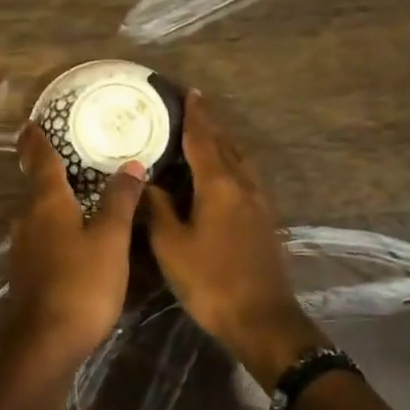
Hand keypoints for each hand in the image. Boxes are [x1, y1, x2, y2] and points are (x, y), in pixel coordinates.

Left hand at [3, 122, 146, 366]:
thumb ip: (120, 200)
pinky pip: (41, 234)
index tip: (31, 122)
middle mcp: (27, 219)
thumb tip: (130, 164)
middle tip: (67, 151)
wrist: (46, 343)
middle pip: (36, 185)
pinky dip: (54, 223)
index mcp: (46, 203)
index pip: (40, 160)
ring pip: (37, 212)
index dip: (36, 140)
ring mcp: (23, 247)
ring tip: (75, 189)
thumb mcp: (110, 240)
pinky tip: (71, 232)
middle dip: (46, 167)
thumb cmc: (82, 284)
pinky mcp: (26, 271)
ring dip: (52, 198)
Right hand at [144, 91, 322, 388]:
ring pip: (239, 160)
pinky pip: (244, 177)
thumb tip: (145, 181)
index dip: (195, 114)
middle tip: (189, 108)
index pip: (204, 138)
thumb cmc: (210, 280)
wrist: (261, 319)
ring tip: (201, 136)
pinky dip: (228, 164)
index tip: (188, 91)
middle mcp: (243, 184)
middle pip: (225, 144)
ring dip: (221, 143)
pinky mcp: (263, 219)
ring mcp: (258, 202)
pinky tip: (217, 175)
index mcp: (219, 184)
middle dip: (209, 124)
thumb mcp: (170, 245)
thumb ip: (157, 208)